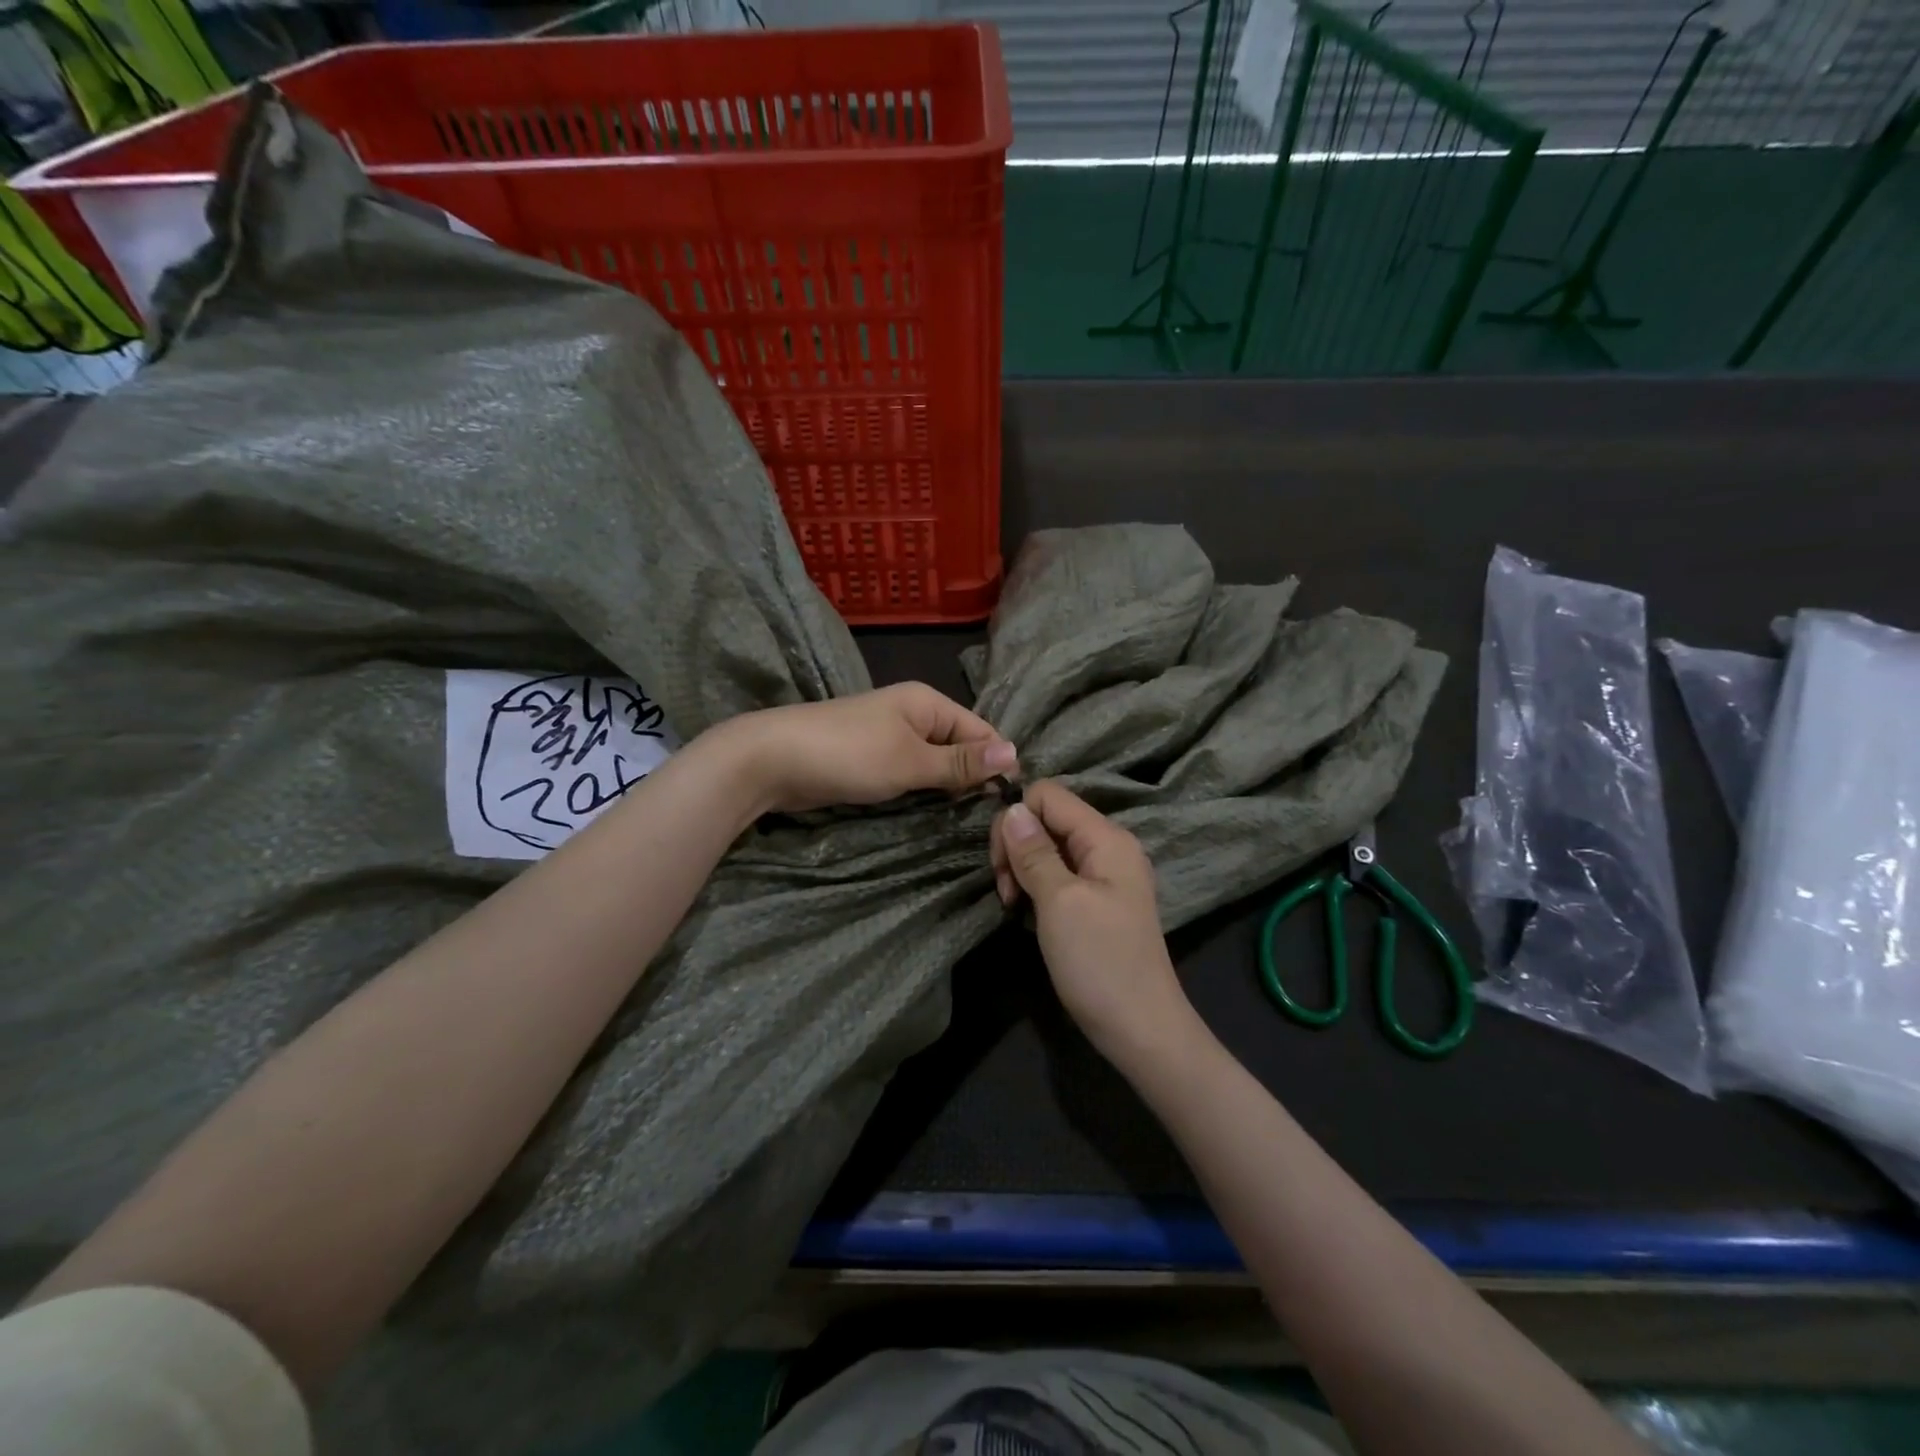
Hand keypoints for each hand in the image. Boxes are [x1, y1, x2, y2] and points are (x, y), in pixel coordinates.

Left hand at [719, 683, 1016, 814]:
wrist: (773, 760)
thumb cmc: (849, 755)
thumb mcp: (911, 761)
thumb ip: (961, 763)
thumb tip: (1015, 753)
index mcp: (928, 703)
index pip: (981, 730)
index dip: (997, 763)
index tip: (1011, 802)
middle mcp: (914, 715)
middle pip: (960, 747)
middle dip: (974, 778)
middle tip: (991, 819)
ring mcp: (890, 737)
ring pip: (935, 764)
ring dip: (948, 788)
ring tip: (969, 821)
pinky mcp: (872, 760)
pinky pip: (910, 774)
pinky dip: (923, 791)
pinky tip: (934, 812)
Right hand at [991, 781, 1198, 1069]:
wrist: (1141, 1029)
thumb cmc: (1100, 962)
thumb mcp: (1059, 902)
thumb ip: (1034, 851)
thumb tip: (1012, 808)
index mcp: (1106, 838)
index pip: (1049, 795)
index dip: (1016, 818)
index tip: (1002, 863)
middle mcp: (1108, 847)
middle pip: (1047, 818)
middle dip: (1017, 846)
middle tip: (1007, 891)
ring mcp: (1105, 875)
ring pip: (1048, 847)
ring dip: (1023, 869)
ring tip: (1014, 905)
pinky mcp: (1097, 900)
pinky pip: (1058, 874)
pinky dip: (1037, 887)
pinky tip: (1028, 913)